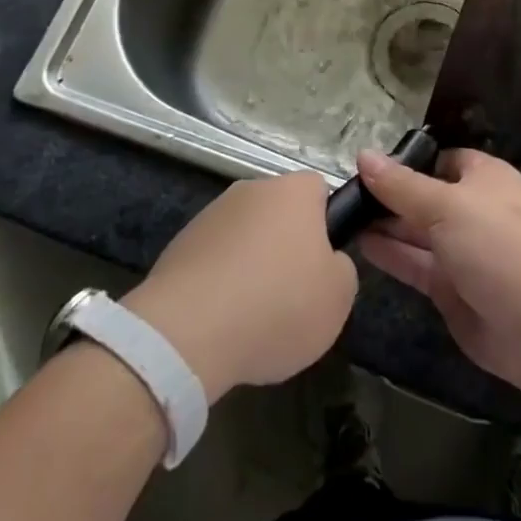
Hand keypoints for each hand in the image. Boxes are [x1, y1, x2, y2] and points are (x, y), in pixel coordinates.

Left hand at [125, 172, 356, 398]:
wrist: (188, 331)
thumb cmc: (278, 305)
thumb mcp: (338, 297)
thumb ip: (341, 268)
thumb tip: (326, 262)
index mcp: (293, 191)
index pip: (319, 189)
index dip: (327, 223)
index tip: (324, 262)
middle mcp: (251, 190)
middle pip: (279, 212)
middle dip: (287, 245)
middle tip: (294, 293)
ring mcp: (210, 214)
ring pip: (245, 236)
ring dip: (252, 264)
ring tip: (254, 316)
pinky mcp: (180, 245)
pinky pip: (215, 260)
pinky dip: (221, 282)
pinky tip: (222, 321)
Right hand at [356, 149, 520, 392]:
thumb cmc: (496, 245)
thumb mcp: (445, 205)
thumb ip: (401, 184)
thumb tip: (363, 155)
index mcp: (484, 178)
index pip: (441, 159)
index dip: (408, 160)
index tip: (368, 163)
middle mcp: (473, 210)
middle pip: (425, 195)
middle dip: (390, 194)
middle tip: (344, 191)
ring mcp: (462, 250)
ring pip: (417, 231)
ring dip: (385, 224)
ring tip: (342, 214)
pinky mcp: (450, 287)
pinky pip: (415, 263)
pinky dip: (390, 253)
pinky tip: (359, 243)